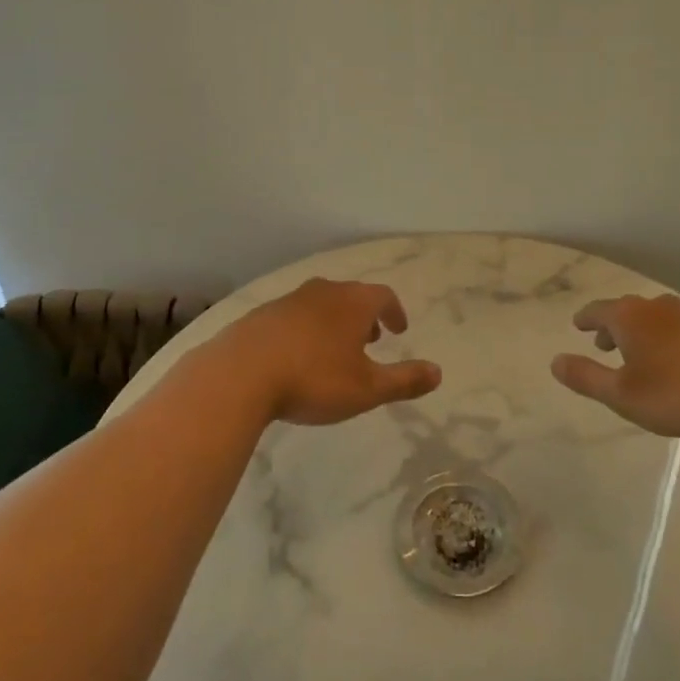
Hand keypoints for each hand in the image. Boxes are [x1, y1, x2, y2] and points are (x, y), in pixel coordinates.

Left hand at [213, 278, 441, 425]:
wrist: (240, 373)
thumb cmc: (314, 379)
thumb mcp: (367, 388)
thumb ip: (404, 380)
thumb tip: (438, 372)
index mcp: (353, 303)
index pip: (383, 296)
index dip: (395, 311)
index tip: (399, 329)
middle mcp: (323, 292)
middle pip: (352, 296)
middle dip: (366, 315)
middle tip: (372, 338)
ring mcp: (290, 300)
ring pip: (322, 303)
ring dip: (335, 321)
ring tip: (336, 349)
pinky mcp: (262, 315)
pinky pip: (295, 316)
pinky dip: (307, 329)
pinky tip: (298, 355)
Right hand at [551, 293, 679, 440]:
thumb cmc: (677, 392)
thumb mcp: (623, 394)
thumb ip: (587, 377)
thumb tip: (554, 361)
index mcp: (629, 317)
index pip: (598, 310)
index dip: (585, 319)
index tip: (577, 324)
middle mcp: (656, 308)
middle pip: (626, 310)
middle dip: (612, 325)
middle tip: (602, 342)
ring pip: (653, 318)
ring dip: (639, 332)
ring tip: (637, 353)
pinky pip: (677, 328)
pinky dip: (664, 338)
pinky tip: (673, 359)